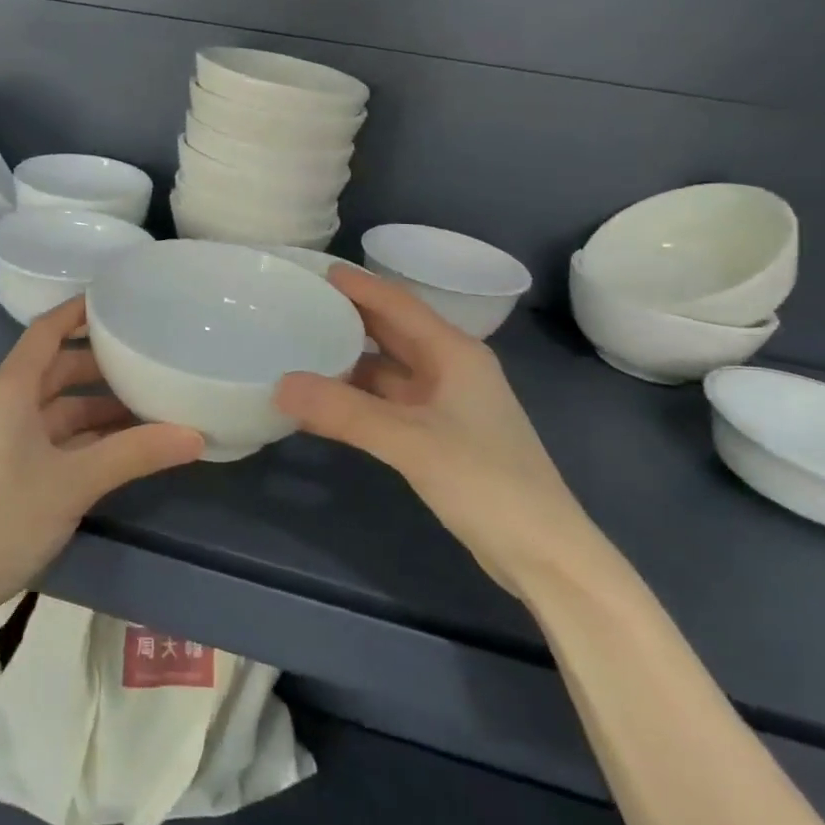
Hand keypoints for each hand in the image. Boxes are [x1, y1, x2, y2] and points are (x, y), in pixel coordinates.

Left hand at [0, 296, 204, 628]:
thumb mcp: (74, 482)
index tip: (121, 298)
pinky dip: (89, 435)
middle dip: (102, 361)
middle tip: (152, 353)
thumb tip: (196, 434)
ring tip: (151, 400)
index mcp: (12, 387)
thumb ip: (134, 453)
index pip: (48, 330)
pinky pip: (58, 435)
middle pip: (59, 366)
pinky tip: (126, 444)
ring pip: (61, 405)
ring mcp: (9, 436)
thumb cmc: (2, 517)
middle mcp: (8, 402)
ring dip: (100, 404)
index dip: (80, 310)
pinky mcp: (13, 466)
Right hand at [275, 266, 599, 596]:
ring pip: (389, 369)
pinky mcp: (440, 436)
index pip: (398, 304)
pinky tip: (326, 401)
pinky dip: (358, 397)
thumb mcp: (410, 441)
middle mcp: (450, 369)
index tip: (315, 269)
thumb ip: (344, 412)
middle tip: (300, 304)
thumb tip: (279, 385)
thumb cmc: (486, 481)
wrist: (544, 554)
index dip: (358, 285)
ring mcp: (446, 404)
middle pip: (393, 330)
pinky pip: (389, 402)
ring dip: (350, 359)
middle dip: (350, 316)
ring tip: (302, 348)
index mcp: (454, 353)